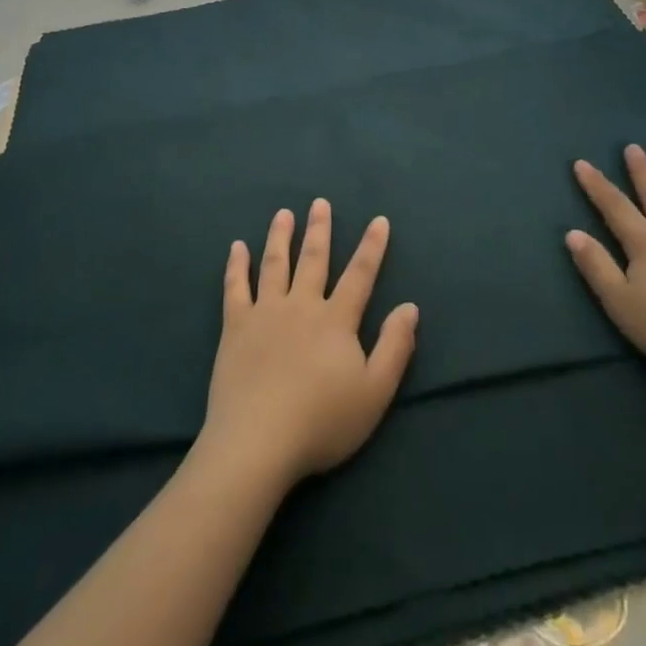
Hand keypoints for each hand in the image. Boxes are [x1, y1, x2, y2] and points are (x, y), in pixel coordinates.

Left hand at [199, 200, 417, 492]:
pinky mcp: (236, 327)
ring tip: (283, 214)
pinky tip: (237, 247)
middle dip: (319, 229)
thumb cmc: (322, 421)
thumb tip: (410, 306)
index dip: (371, 247)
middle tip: (320, 202)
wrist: (258, 442)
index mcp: (336, 320)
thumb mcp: (374, 392)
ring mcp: (265, 313)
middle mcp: (302, 306)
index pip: (360, 275)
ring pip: (275, 264)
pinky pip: (236, 287)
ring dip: (280, 236)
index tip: (379, 220)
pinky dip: (237, 265)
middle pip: (314, 260)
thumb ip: (395, 347)